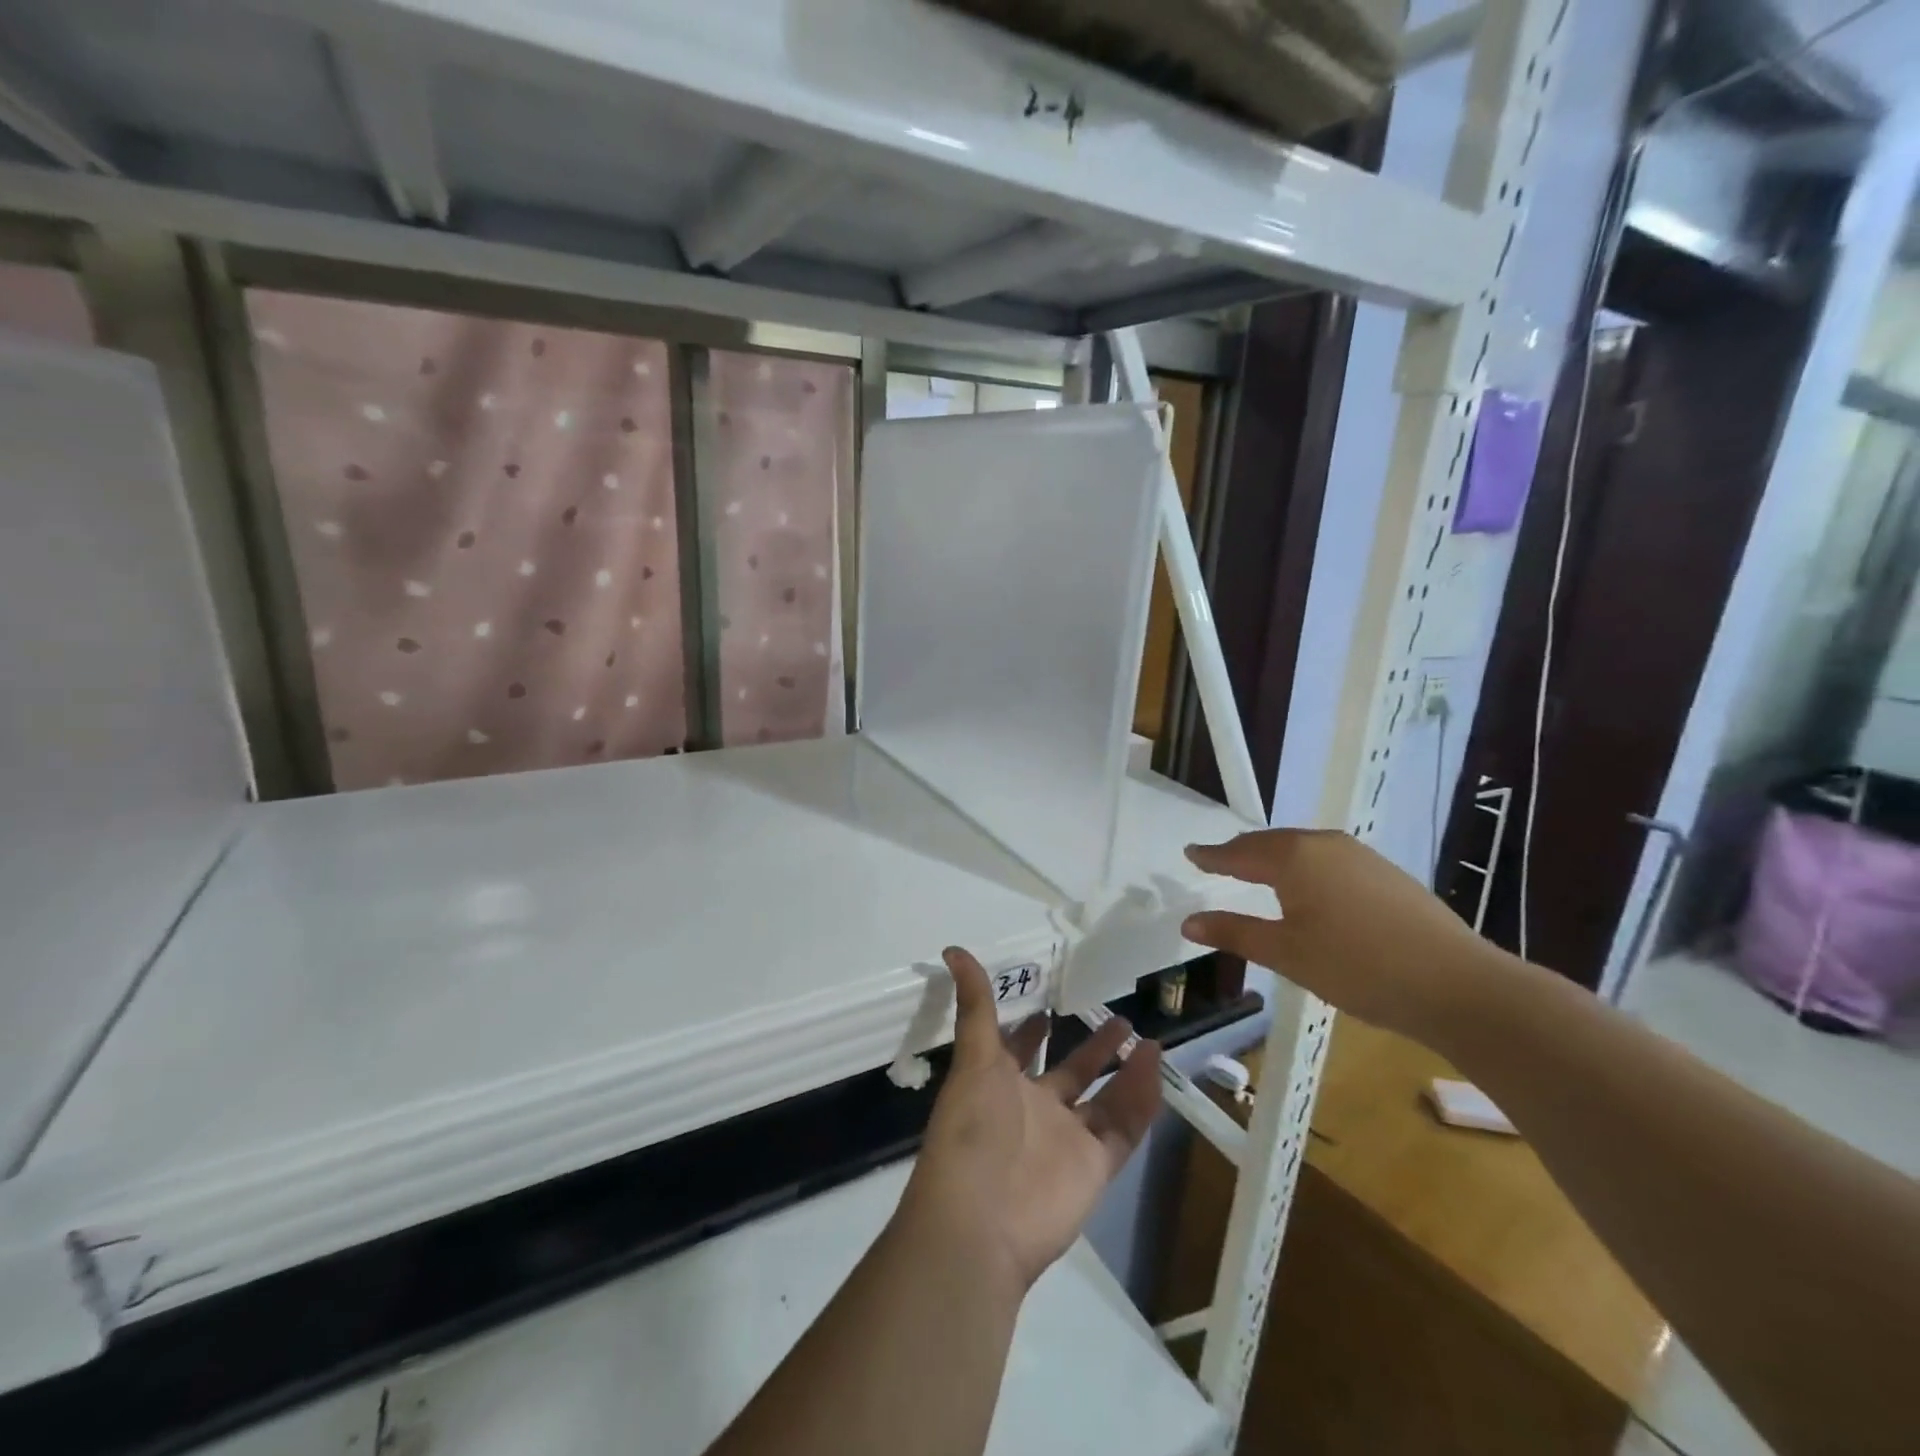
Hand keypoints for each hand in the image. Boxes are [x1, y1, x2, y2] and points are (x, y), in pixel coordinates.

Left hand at [897, 947, 1161, 1293]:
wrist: (981, 1223)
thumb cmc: (971, 1130)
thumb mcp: (973, 1059)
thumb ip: (974, 1006)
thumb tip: (953, 949)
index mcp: (1000, 1085)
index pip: (1018, 1050)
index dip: (1031, 1030)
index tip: (1048, 1003)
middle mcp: (1035, 1110)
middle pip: (1070, 1073)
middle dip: (1090, 1047)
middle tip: (1116, 1016)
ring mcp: (1067, 1139)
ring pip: (1103, 1099)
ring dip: (1123, 1069)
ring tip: (1145, 1037)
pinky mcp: (1095, 1166)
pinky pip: (1124, 1127)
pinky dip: (1141, 1100)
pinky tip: (1154, 1066)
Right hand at [1181, 829, 1500, 1041]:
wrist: (1459, 985)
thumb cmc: (1358, 967)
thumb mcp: (1287, 954)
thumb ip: (1235, 932)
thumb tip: (1188, 922)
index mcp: (1294, 857)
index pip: (1239, 852)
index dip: (1212, 855)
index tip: (1191, 853)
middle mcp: (1325, 844)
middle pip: (1271, 843)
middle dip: (1242, 853)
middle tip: (1219, 862)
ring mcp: (1361, 856)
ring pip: (1304, 850)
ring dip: (1275, 859)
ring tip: (1258, 872)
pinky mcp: (1388, 874)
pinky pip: (1330, 861)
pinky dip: (1306, 868)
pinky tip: (1310, 889)